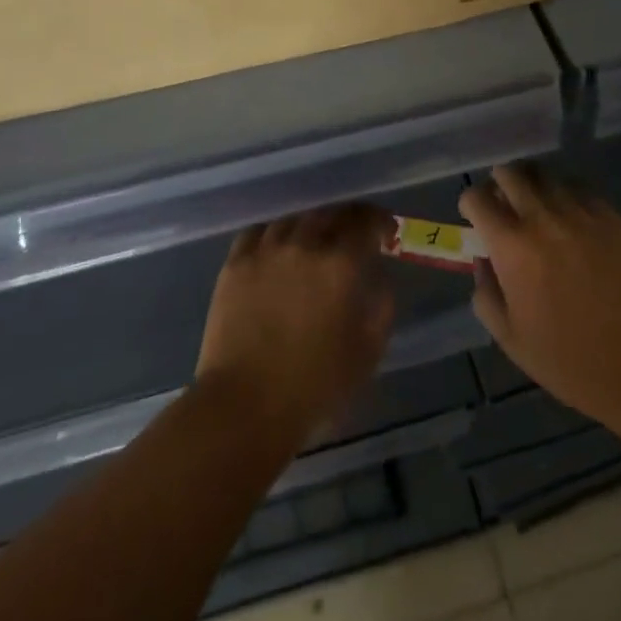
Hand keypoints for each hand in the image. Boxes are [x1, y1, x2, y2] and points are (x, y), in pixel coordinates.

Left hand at [196, 204, 395, 448]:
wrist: (244, 405)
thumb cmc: (314, 386)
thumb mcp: (367, 352)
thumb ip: (381, 307)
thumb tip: (378, 279)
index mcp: (341, 264)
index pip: (365, 222)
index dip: (379, 221)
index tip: (384, 231)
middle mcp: (305, 245)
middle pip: (329, 215)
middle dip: (346, 221)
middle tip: (351, 237)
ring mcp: (266, 250)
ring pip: (294, 220)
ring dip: (310, 227)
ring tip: (313, 242)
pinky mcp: (236, 263)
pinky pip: (259, 232)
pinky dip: (274, 234)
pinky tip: (277, 248)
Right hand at [460, 163, 620, 428]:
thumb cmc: (568, 359)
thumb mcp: (509, 338)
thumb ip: (486, 294)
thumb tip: (483, 262)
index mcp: (512, 246)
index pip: (478, 198)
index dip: (470, 203)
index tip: (475, 216)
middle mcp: (542, 218)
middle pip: (511, 173)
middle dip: (500, 183)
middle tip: (504, 203)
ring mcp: (580, 213)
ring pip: (546, 175)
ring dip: (533, 184)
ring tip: (536, 205)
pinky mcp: (611, 216)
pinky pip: (579, 188)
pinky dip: (566, 194)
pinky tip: (570, 216)